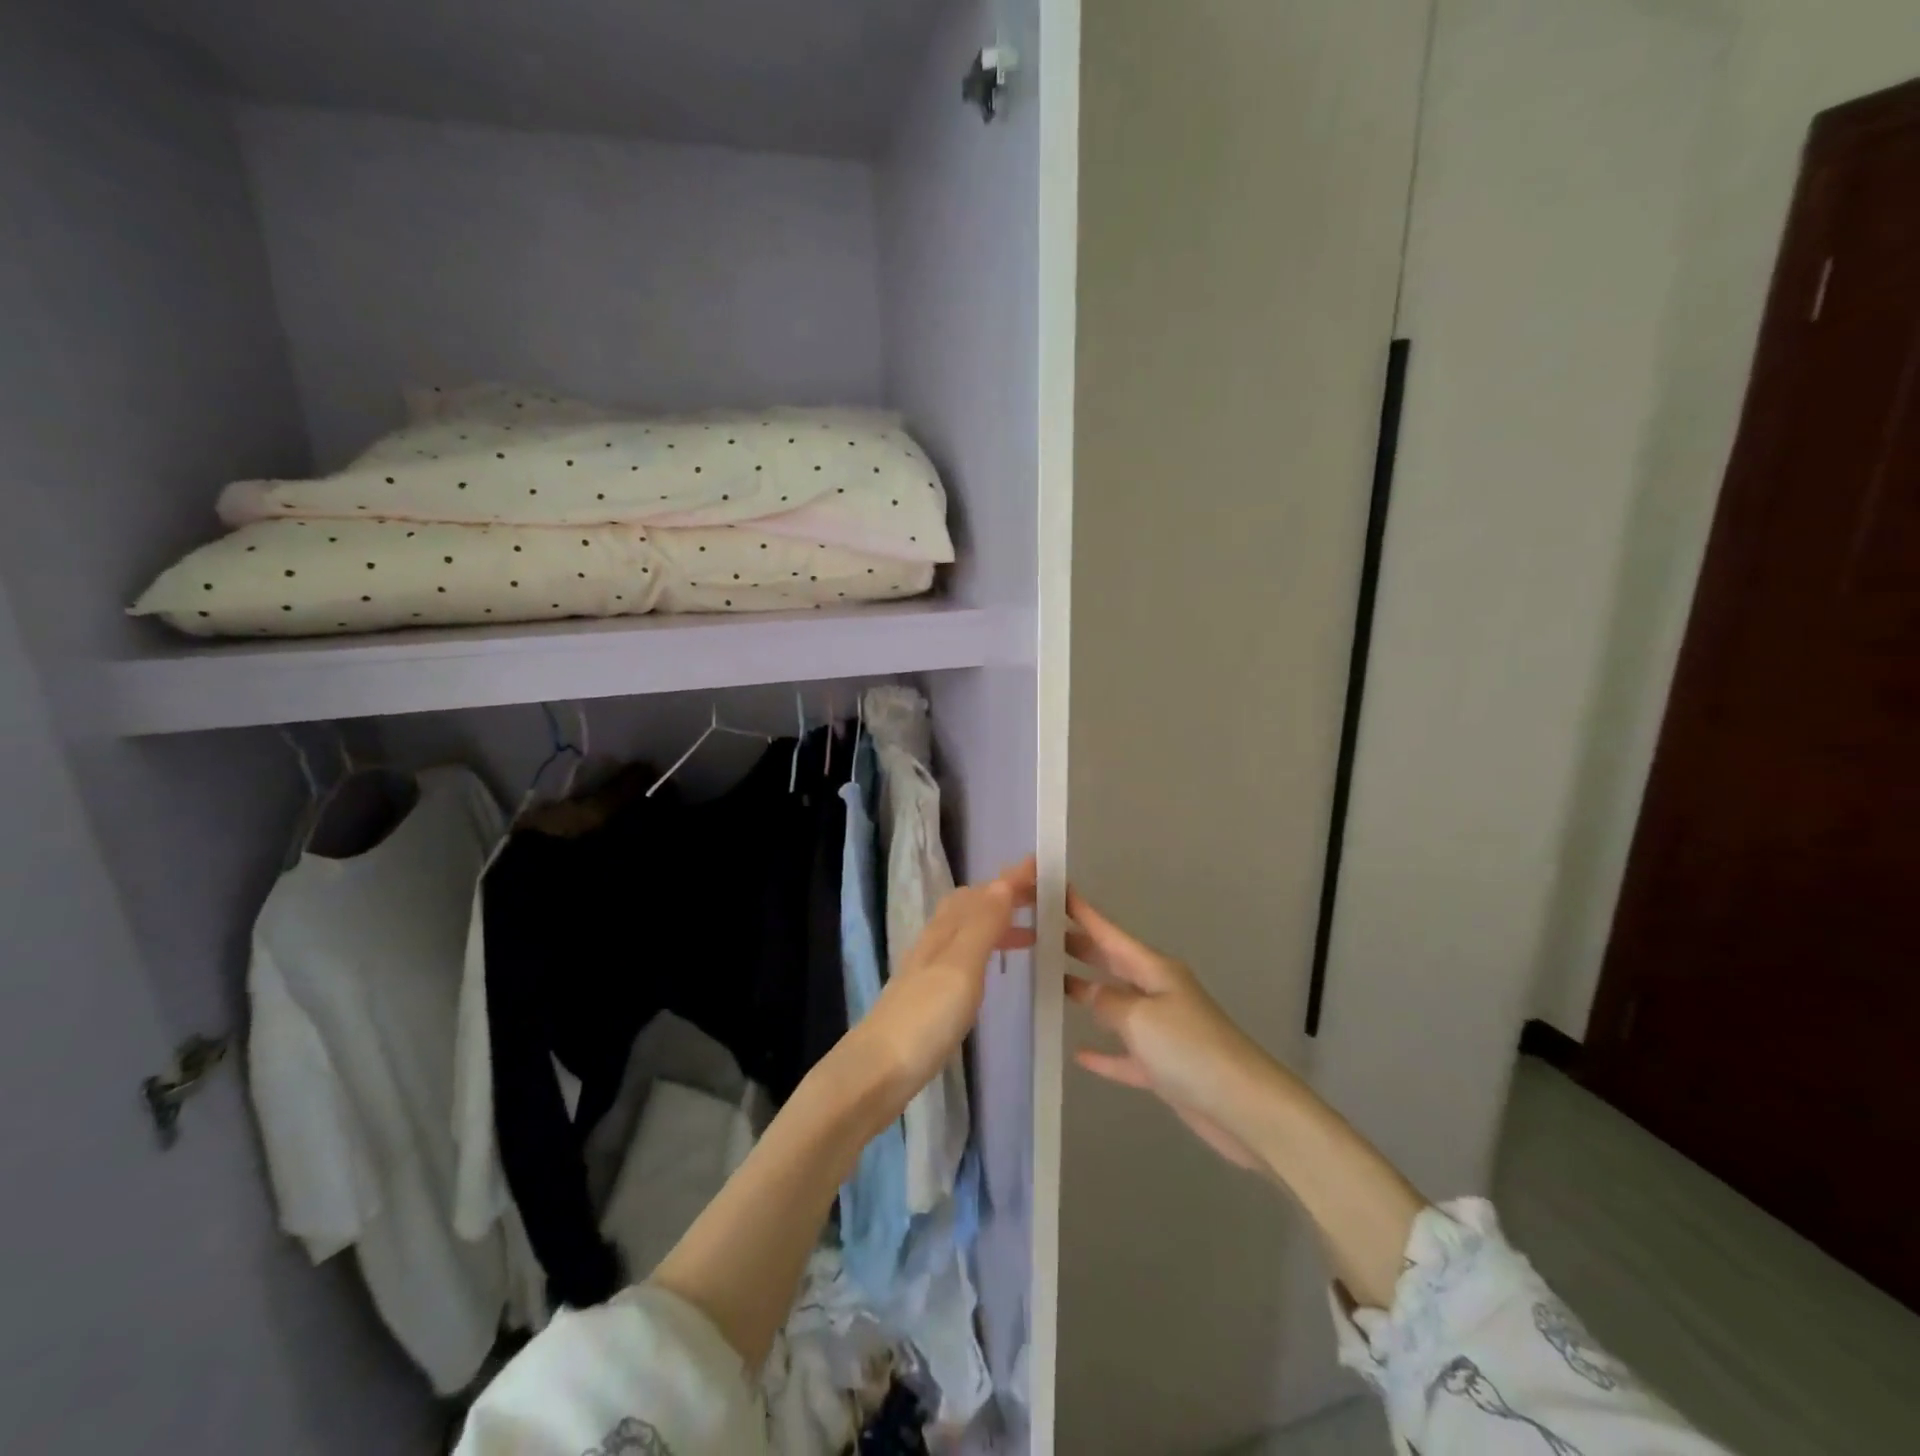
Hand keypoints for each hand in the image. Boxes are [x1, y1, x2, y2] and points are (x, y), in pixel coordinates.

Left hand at [854, 858, 1037, 1105]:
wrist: (877, 1072)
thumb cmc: (925, 1018)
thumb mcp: (960, 966)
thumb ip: (982, 925)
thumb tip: (1003, 881)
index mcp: (945, 931)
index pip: (981, 892)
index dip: (1010, 878)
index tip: (1041, 865)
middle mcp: (935, 943)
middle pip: (971, 907)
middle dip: (1005, 896)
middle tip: (1043, 899)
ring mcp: (930, 971)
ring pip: (968, 932)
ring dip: (999, 923)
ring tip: (1033, 934)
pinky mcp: (930, 997)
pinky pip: (965, 958)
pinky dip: (988, 950)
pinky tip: (995, 970)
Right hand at [1066, 889, 1290, 1171]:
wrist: (1244, 1107)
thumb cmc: (1190, 1049)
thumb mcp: (1140, 1018)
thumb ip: (1107, 1002)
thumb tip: (1086, 991)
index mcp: (1154, 970)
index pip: (1110, 934)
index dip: (1083, 913)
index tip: (1058, 890)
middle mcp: (1157, 992)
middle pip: (1111, 963)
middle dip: (1080, 947)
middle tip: (1041, 932)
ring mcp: (1161, 1030)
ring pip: (1114, 1005)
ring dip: (1086, 994)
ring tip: (1050, 982)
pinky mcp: (1163, 1067)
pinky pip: (1124, 1055)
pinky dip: (1103, 1054)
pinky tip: (1079, 1054)